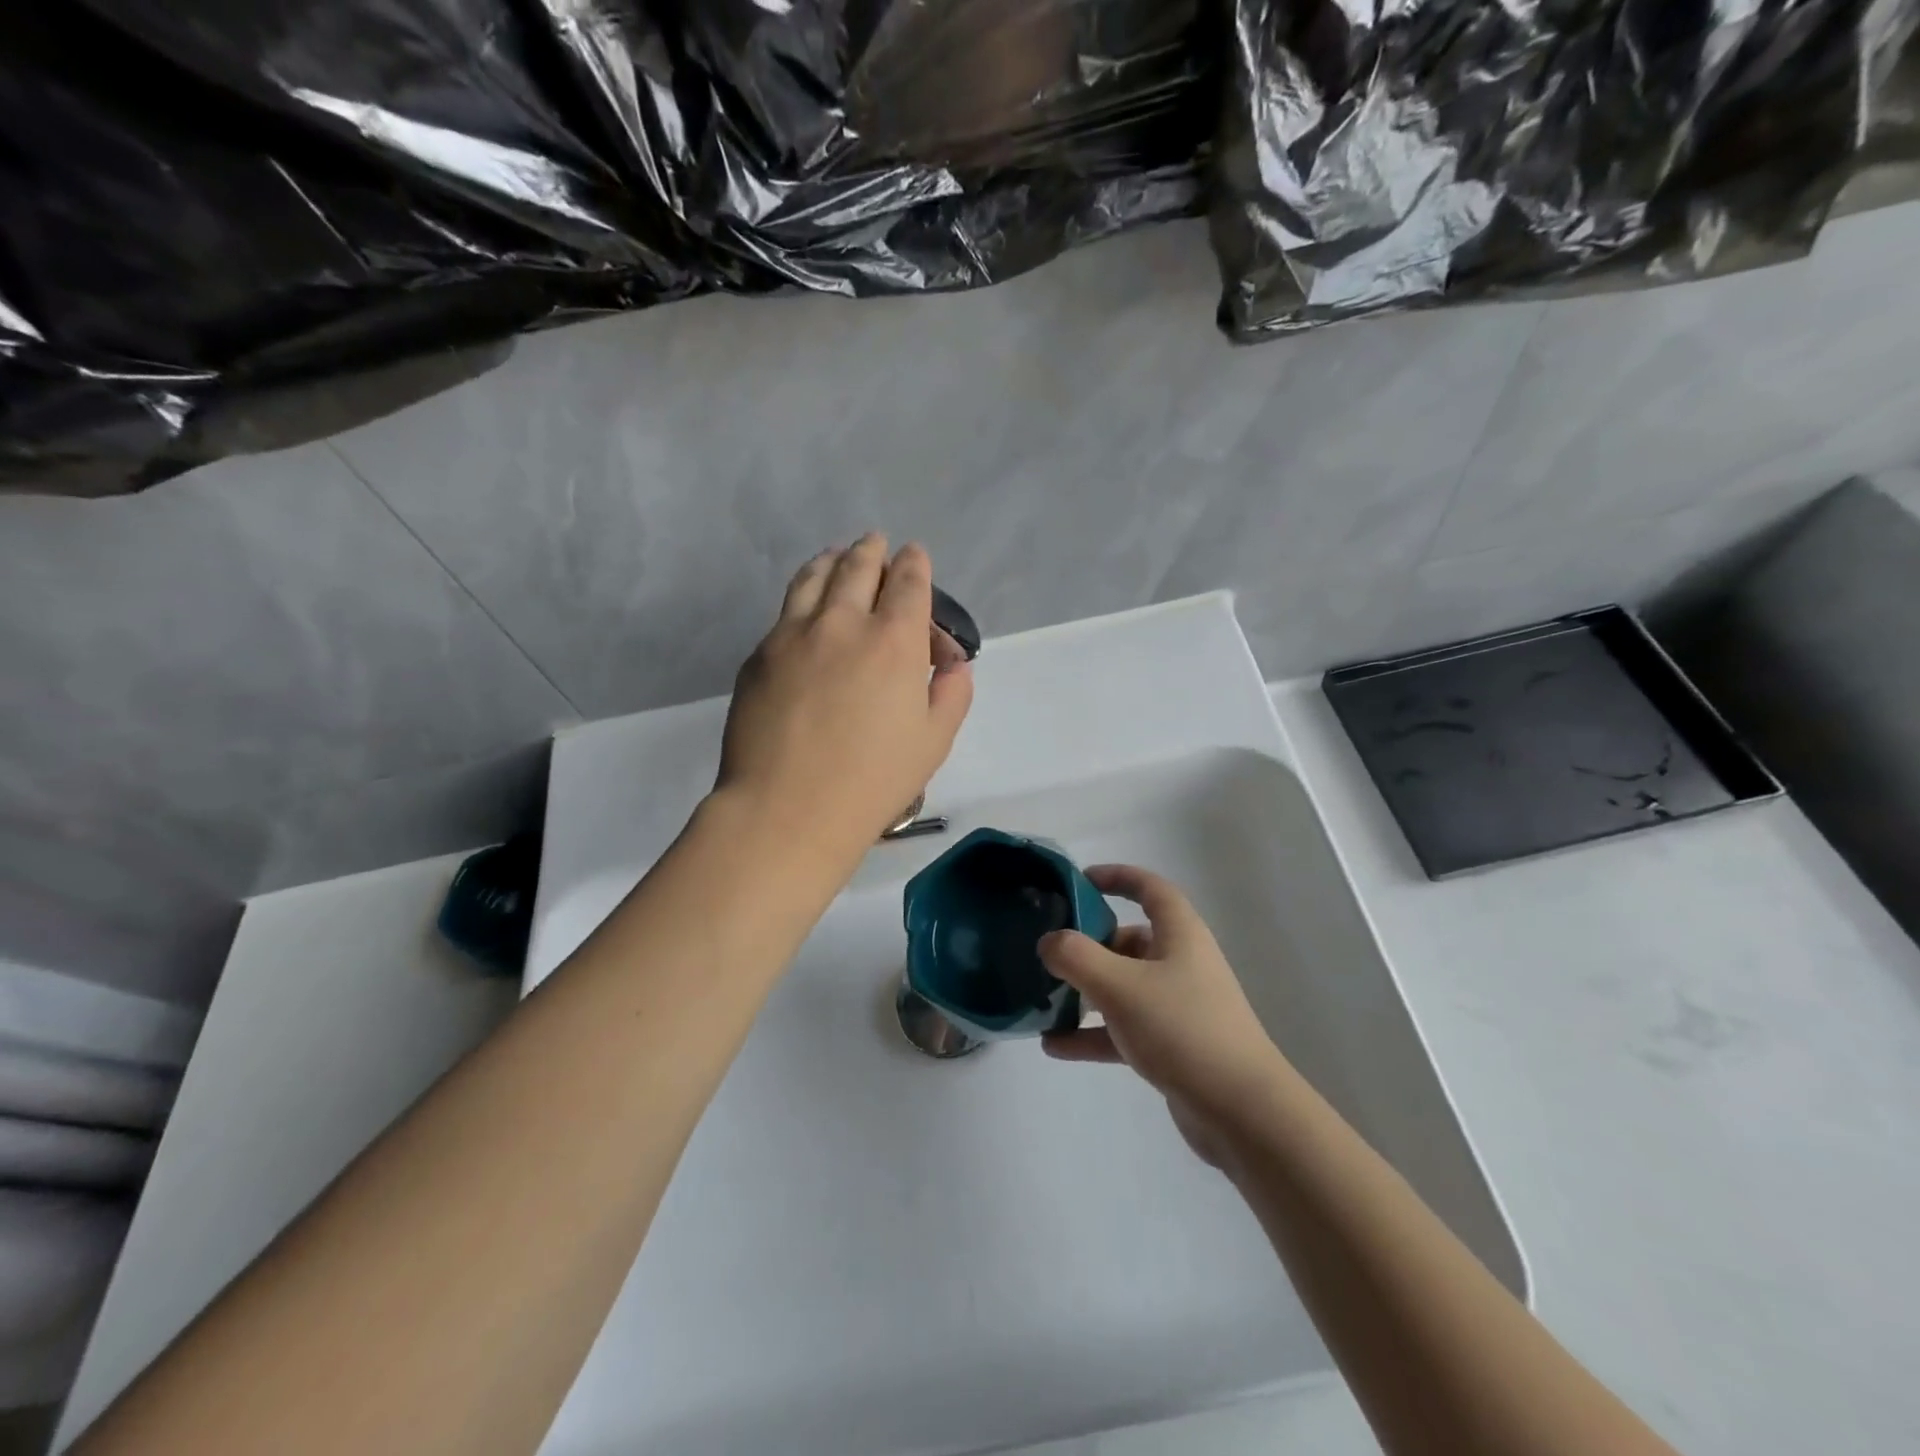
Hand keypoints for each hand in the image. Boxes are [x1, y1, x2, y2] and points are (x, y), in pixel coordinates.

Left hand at [716, 534, 973, 863]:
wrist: (786, 810)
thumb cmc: (873, 782)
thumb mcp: (934, 741)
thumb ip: (952, 691)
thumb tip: (952, 663)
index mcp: (893, 641)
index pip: (908, 582)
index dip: (915, 564)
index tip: (915, 556)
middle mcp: (842, 623)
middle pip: (858, 566)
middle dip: (873, 550)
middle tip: (877, 544)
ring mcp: (792, 635)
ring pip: (813, 577)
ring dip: (832, 559)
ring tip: (838, 556)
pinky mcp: (759, 655)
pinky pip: (785, 611)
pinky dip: (804, 594)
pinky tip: (805, 606)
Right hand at [1039, 865, 1289, 1166]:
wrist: (1243, 1114)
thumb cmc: (1182, 1029)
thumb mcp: (1120, 985)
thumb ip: (1076, 956)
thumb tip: (1049, 941)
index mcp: (1180, 935)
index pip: (1150, 889)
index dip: (1118, 877)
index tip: (1080, 881)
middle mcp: (1181, 964)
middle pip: (1129, 940)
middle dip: (1089, 944)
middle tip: (1050, 953)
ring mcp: (1178, 1007)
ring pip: (1123, 987)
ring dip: (1085, 993)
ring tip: (1043, 1000)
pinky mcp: (1173, 1047)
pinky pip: (1124, 1029)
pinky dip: (1093, 1034)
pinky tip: (1055, 1046)